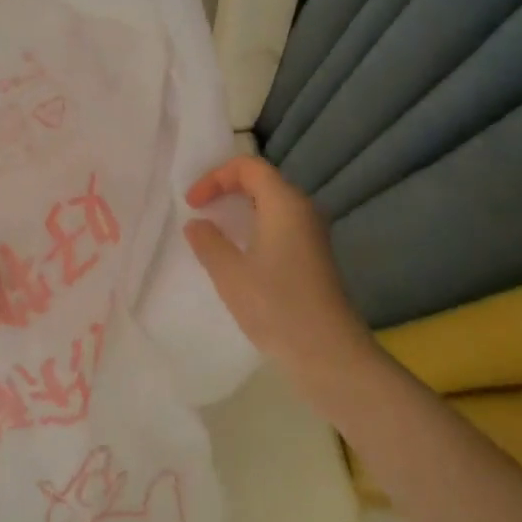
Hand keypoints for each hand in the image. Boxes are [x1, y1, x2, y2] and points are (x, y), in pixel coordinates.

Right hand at [183, 157, 379, 410]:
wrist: (329, 354)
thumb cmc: (276, 306)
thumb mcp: (230, 274)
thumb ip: (209, 242)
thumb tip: (198, 224)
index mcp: (285, 203)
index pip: (249, 167)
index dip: (216, 176)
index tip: (193, 203)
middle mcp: (303, 210)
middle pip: (263, 181)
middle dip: (227, 189)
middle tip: (200, 210)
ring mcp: (313, 235)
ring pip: (273, 206)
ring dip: (242, 211)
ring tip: (215, 232)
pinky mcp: (315, 258)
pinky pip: (281, 227)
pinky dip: (256, 229)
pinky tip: (241, 256)